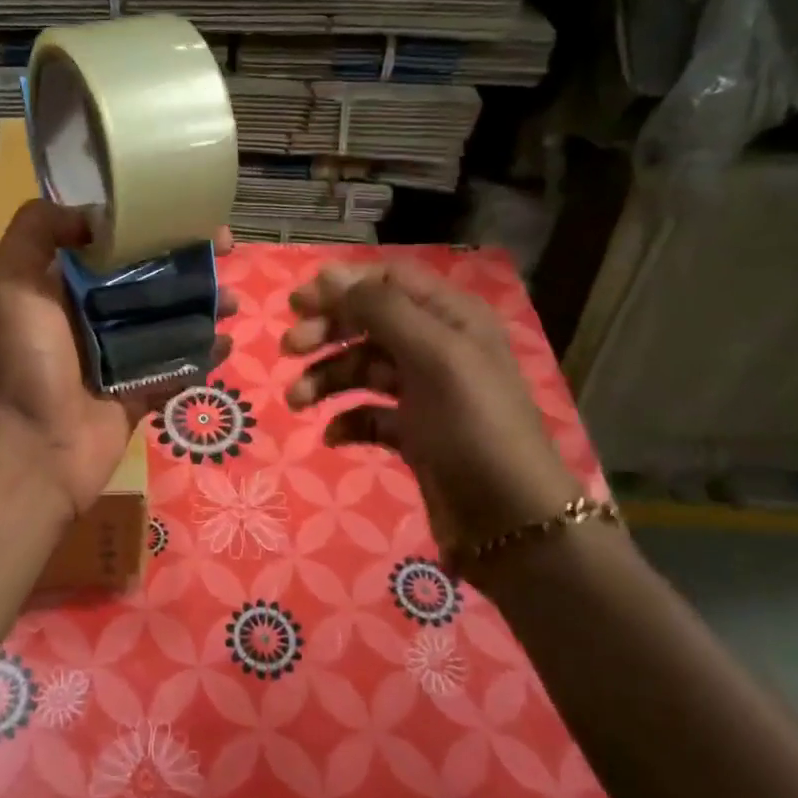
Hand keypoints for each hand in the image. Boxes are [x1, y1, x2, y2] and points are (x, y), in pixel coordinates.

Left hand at [0, 201, 235, 517]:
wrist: (35, 445)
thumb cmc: (25, 358)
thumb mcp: (10, 280)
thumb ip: (37, 230)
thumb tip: (91, 213)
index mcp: (65, 284)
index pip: (115, 242)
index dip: (151, 223)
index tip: (187, 211)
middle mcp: (94, 313)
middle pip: (151, 276)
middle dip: (189, 261)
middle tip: (226, 252)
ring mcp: (120, 354)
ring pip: (171, 319)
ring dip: (205, 305)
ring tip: (232, 303)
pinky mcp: (141, 390)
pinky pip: (179, 366)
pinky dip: (204, 355)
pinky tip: (226, 344)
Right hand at [282, 261, 583, 574]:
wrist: (508, 520)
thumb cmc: (472, 426)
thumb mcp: (433, 356)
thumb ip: (382, 310)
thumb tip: (329, 277)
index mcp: (452, 316)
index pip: (389, 279)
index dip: (342, 285)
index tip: (298, 305)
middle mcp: (438, 346)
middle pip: (369, 321)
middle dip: (327, 331)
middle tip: (289, 349)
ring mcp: (425, 392)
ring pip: (362, 368)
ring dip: (326, 378)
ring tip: (296, 401)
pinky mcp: (413, 432)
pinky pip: (368, 413)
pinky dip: (346, 419)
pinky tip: (333, 436)